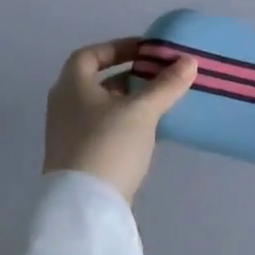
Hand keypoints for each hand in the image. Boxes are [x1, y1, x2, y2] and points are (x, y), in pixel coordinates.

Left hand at [43, 38, 197, 203]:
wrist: (84, 206)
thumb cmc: (108, 144)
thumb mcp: (142, 110)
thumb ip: (166, 84)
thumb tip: (189, 60)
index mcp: (71, 86)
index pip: (90, 55)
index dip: (118, 47)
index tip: (146, 50)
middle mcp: (65, 106)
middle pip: (98, 81)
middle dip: (131, 75)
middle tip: (161, 74)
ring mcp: (70, 135)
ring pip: (104, 107)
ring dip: (131, 100)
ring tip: (163, 99)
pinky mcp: (81, 158)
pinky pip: (106, 129)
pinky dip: (127, 122)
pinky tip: (152, 128)